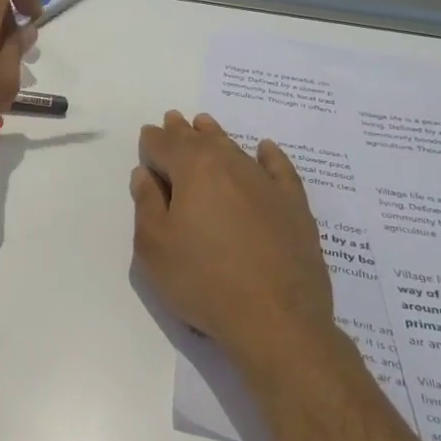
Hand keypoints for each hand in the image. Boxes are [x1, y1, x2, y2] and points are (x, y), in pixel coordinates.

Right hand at [130, 112, 337, 374]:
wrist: (277, 320)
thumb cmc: (203, 281)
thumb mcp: (154, 246)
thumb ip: (147, 204)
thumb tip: (146, 175)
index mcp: (193, 170)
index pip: (164, 145)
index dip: (152, 141)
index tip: (146, 140)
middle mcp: (230, 165)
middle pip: (201, 140)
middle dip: (182, 131)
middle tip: (172, 120)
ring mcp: (266, 184)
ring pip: (235, 148)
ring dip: (216, 136)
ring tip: (205, 125)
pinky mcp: (294, 206)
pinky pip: (279, 169)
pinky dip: (269, 155)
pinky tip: (265, 149)